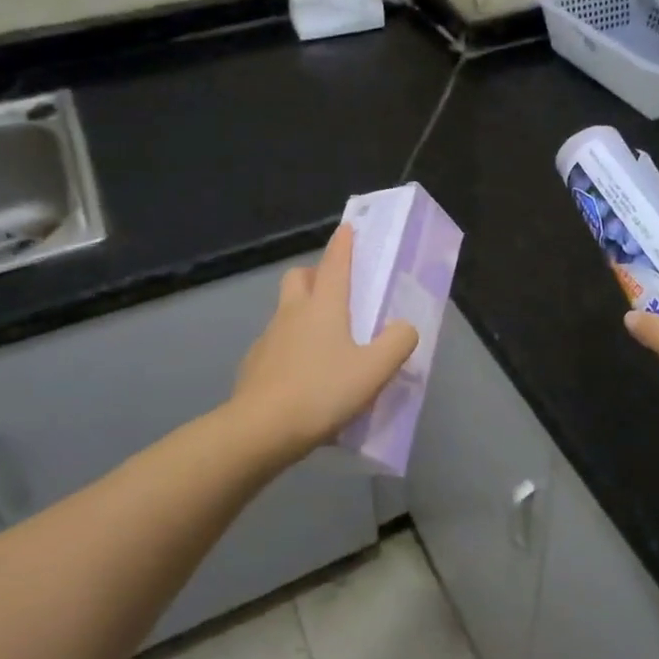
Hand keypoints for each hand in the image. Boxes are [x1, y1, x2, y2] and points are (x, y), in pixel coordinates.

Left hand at [230, 223, 419, 458]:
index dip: (344, 244)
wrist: (260, 430)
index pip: (335, 263)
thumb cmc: (322, 391)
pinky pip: (276, 345)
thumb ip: (397, 343)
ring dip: (302, 313)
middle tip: (335, 291)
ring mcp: (269, 338)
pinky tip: (304, 376)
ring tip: (326, 342)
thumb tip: (404, 327)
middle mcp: (292, 313)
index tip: (348, 228)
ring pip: (285, 311)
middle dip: (315, 274)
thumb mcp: (374, 370)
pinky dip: (291, 348)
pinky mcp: (254, 365)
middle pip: (299, 277)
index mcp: (323, 306)